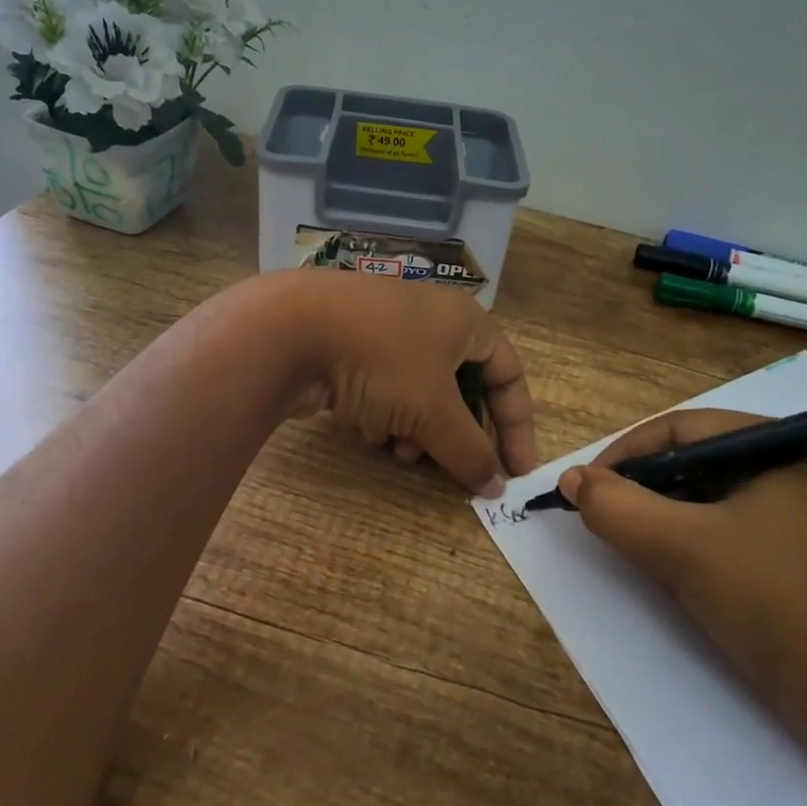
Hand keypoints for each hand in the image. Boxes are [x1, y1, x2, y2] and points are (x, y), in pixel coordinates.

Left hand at [276, 270, 535, 496]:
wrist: (289, 329)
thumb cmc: (382, 360)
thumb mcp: (433, 411)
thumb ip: (470, 451)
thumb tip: (497, 486)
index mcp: (465, 320)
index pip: (509, 374)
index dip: (517, 425)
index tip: (516, 471)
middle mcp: (430, 319)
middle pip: (462, 387)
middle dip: (456, 431)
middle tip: (449, 465)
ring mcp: (386, 329)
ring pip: (420, 392)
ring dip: (418, 429)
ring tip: (400, 452)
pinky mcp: (350, 344)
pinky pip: (385, 387)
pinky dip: (385, 414)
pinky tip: (367, 432)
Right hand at [559, 410, 806, 805]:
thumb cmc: (786, 609)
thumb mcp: (686, 550)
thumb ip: (618, 509)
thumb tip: (572, 480)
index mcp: (785, 448)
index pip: (682, 428)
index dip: (624, 453)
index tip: (586, 490)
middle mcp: (803, 473)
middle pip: (700, 463)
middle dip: (646, 490)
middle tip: (608, 523)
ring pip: (719, 504)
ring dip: (670, 522)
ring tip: (639, 552)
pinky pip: (742, 539)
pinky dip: (703, 550)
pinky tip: (687, 580)